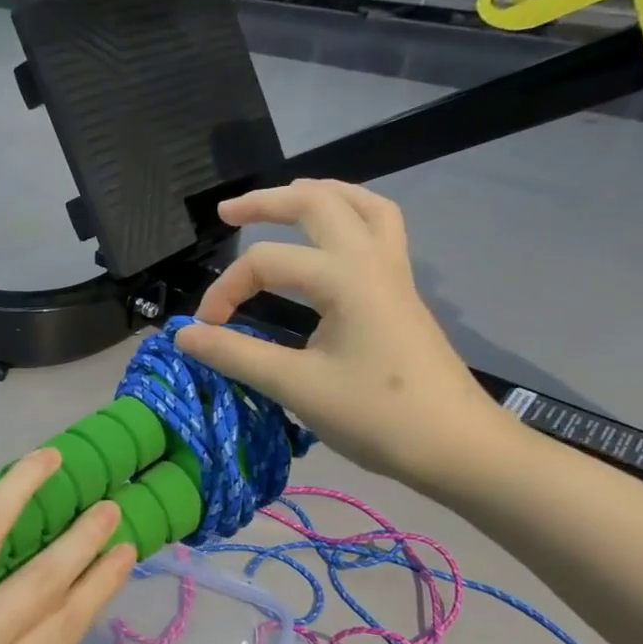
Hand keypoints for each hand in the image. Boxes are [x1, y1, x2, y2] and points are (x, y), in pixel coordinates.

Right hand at [176, 180, 508, 493]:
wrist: (459, 448)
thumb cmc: (377, 416)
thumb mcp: (296, 387)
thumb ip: (235, 355)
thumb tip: (184, 335)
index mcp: (344, 278)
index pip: (266, 263)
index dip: (225, 291)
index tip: (206, 331)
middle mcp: (371, 261)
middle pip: (318, 203)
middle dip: (267, 202)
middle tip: (227, 213)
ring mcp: (393, 274)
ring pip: (360, 206)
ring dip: (318, 195)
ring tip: (284, 198)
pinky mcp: (402, 293)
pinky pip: (379, 230)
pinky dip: (349, 217)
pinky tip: (331, 238)